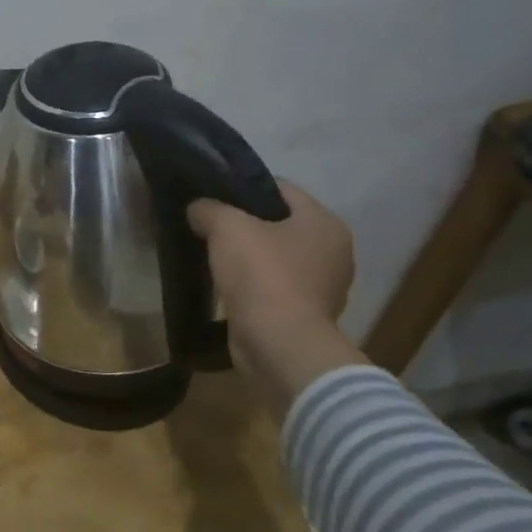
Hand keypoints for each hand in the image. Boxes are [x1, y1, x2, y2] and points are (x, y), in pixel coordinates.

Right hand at [187, 182, 365, 414]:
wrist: (279, 344)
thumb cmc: (262, 275)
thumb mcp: (227, 227)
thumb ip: (209, 208)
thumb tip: (198, 209)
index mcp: (324, 222)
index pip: (280, 188)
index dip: (243, 187)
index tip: (212, 194)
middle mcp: (333, 251)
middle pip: (279, 222)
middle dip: (244, 222)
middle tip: (207, 223)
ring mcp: (323, 285)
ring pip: (276, 255)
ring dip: (248, 254)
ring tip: (211, 252)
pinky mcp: (306, 313)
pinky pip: (274, 285)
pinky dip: (253, 282)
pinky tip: (225, 282)